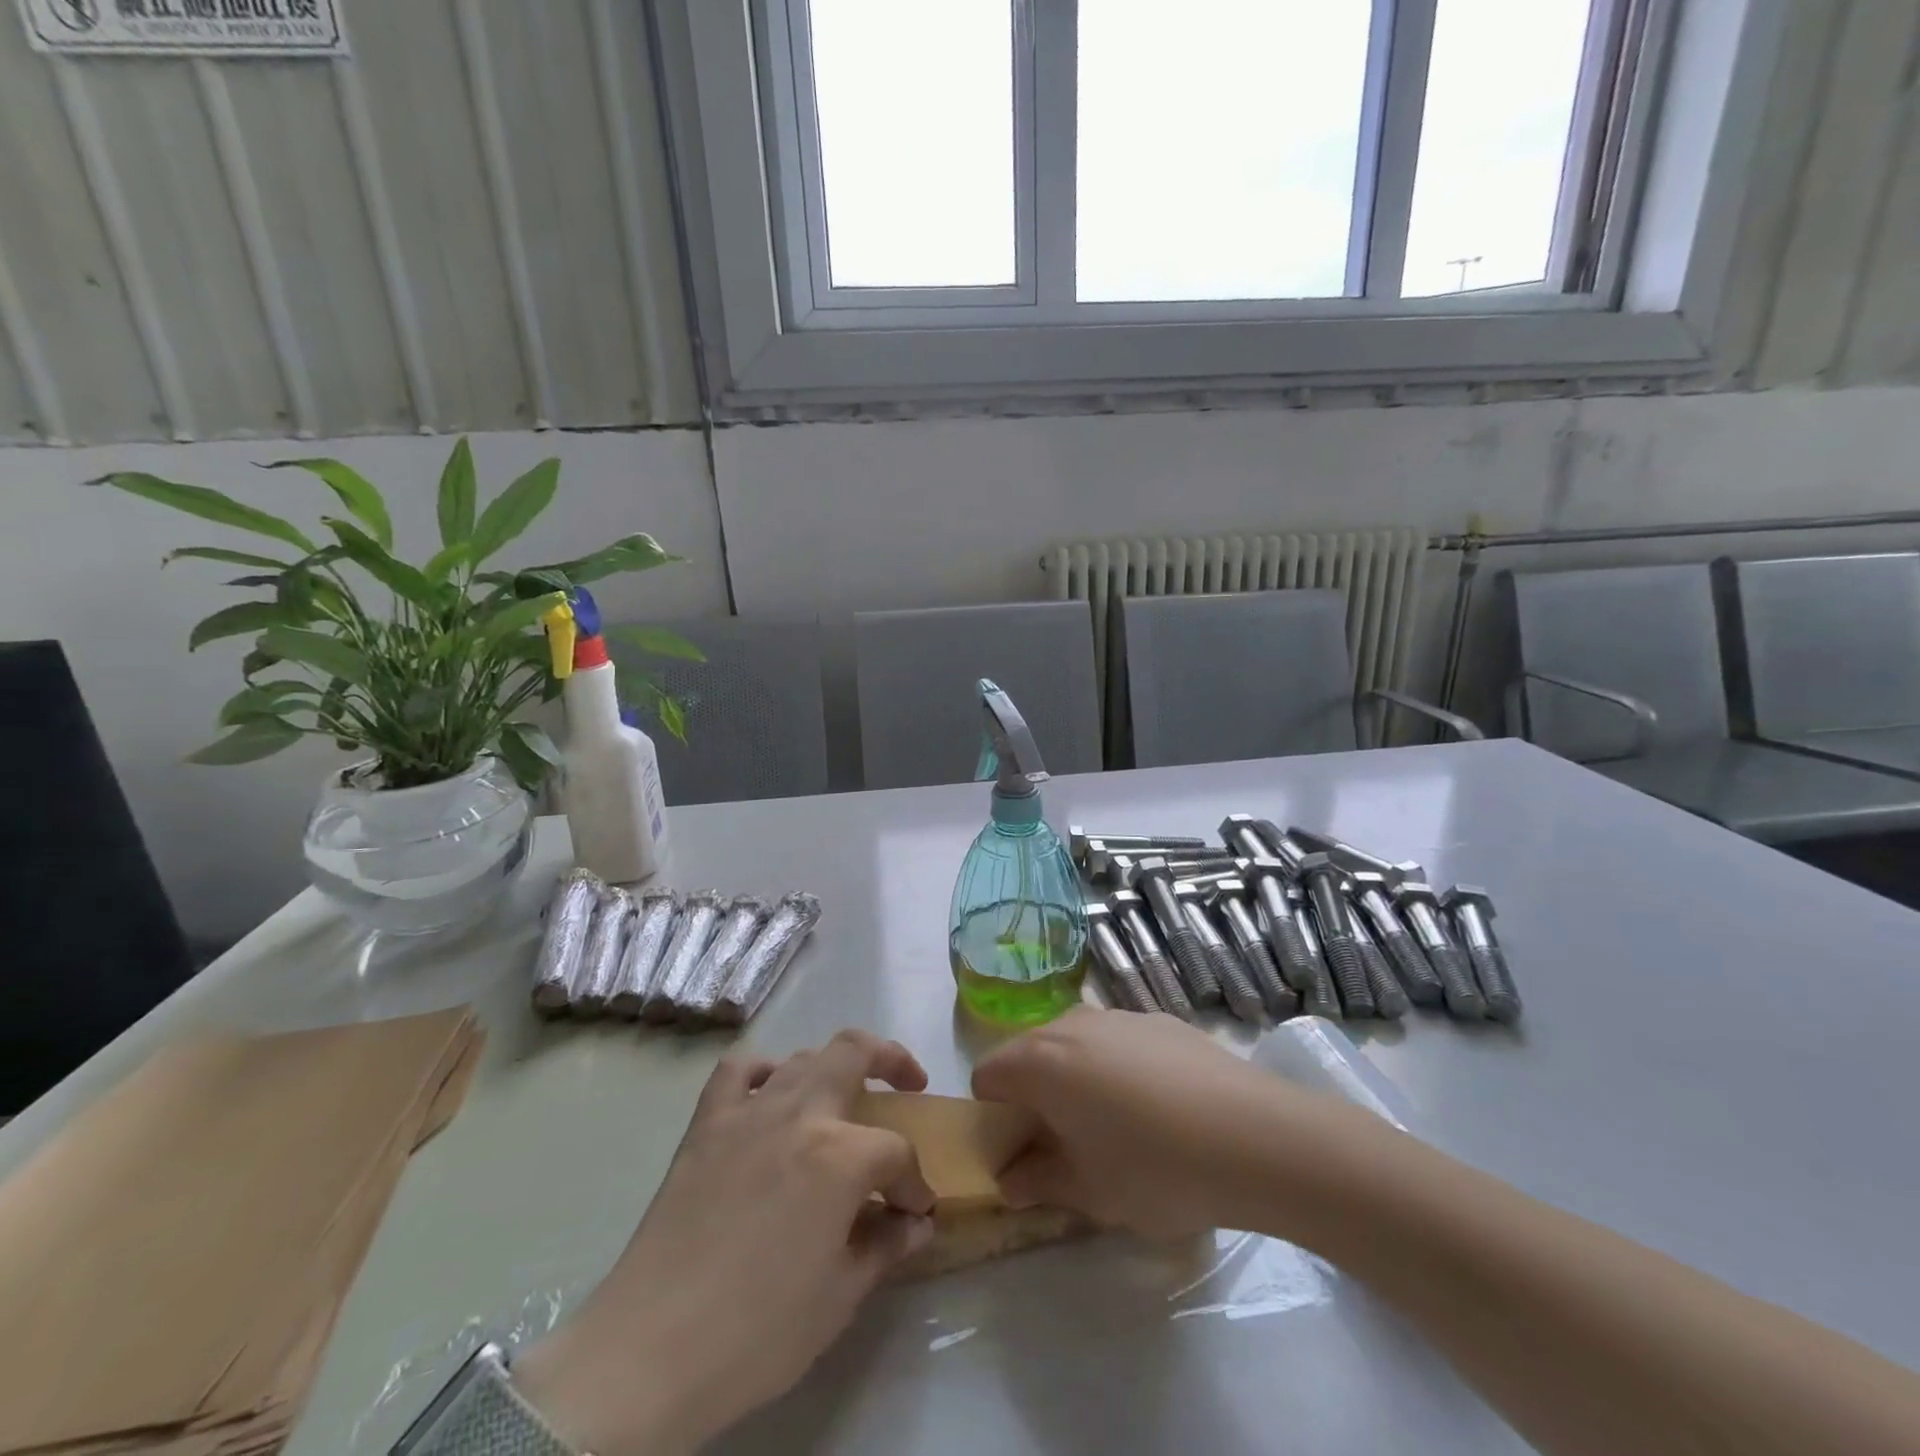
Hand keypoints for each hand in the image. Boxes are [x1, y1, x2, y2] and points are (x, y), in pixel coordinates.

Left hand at [515, 1030, 937, 1454]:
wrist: (652, 1350)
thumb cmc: (758, 1331)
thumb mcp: (840, 1297)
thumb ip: (885, 1247)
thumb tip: (917, 1224)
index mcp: (841, 1156)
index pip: (897, 1153)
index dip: (914, 1183)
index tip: (916, 1212)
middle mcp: (800, 1114)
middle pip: (855, 1051)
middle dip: (892, 1060)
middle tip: (908, 1084)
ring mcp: (749, 1111)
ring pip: (803, 1057)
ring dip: (833, 1067)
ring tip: (842, 1097)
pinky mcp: (707, 1123)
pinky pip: (738, 1070)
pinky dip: (762, 1070)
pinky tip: (771, 1092)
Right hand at [972, 1007, 1334, 1238]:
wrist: (1254, 1136)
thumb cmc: (1155, 1168)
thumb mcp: (1090, 1193)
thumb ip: (1038, 1182)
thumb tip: (1011, 1180)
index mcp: (1041, 1061)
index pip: (986, 1074)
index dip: (992, 1115)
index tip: (1019, 1153)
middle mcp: (1071, 1024)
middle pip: (1028, 1053)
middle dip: (1032, 1095)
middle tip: (1063, 1146)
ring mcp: (1119, 1016)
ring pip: (1074, 1044)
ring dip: (1075, 1080)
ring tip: (1115, 1129)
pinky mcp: (1159, 1020)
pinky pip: (1116, 1042)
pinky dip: (1116, 1068)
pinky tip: (1159, 1110)